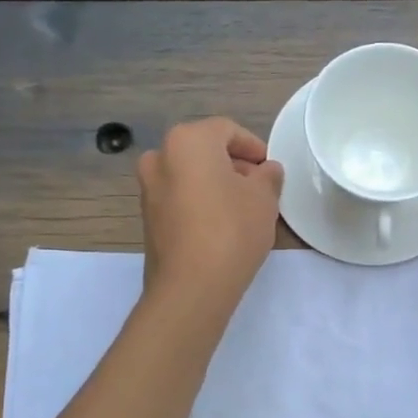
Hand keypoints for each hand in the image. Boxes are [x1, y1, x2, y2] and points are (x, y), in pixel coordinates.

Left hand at [137, 118, 284, 316]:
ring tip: (243, 209)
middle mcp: (160, 157)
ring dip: (216, 184)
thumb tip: (266, 171)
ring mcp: (148, 188)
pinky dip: (199, 202)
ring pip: (190, 175)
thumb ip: (268, 176)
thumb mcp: (263, 198)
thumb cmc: (231, 229)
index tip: (269, 169)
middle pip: (205, 151)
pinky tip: (221, 225)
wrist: (191, 286)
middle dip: (233, 165)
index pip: (227, 130)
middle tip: (259, 188)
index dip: (253, 147)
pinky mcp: (147, 218)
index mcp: (187, 141)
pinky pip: (179, 197)